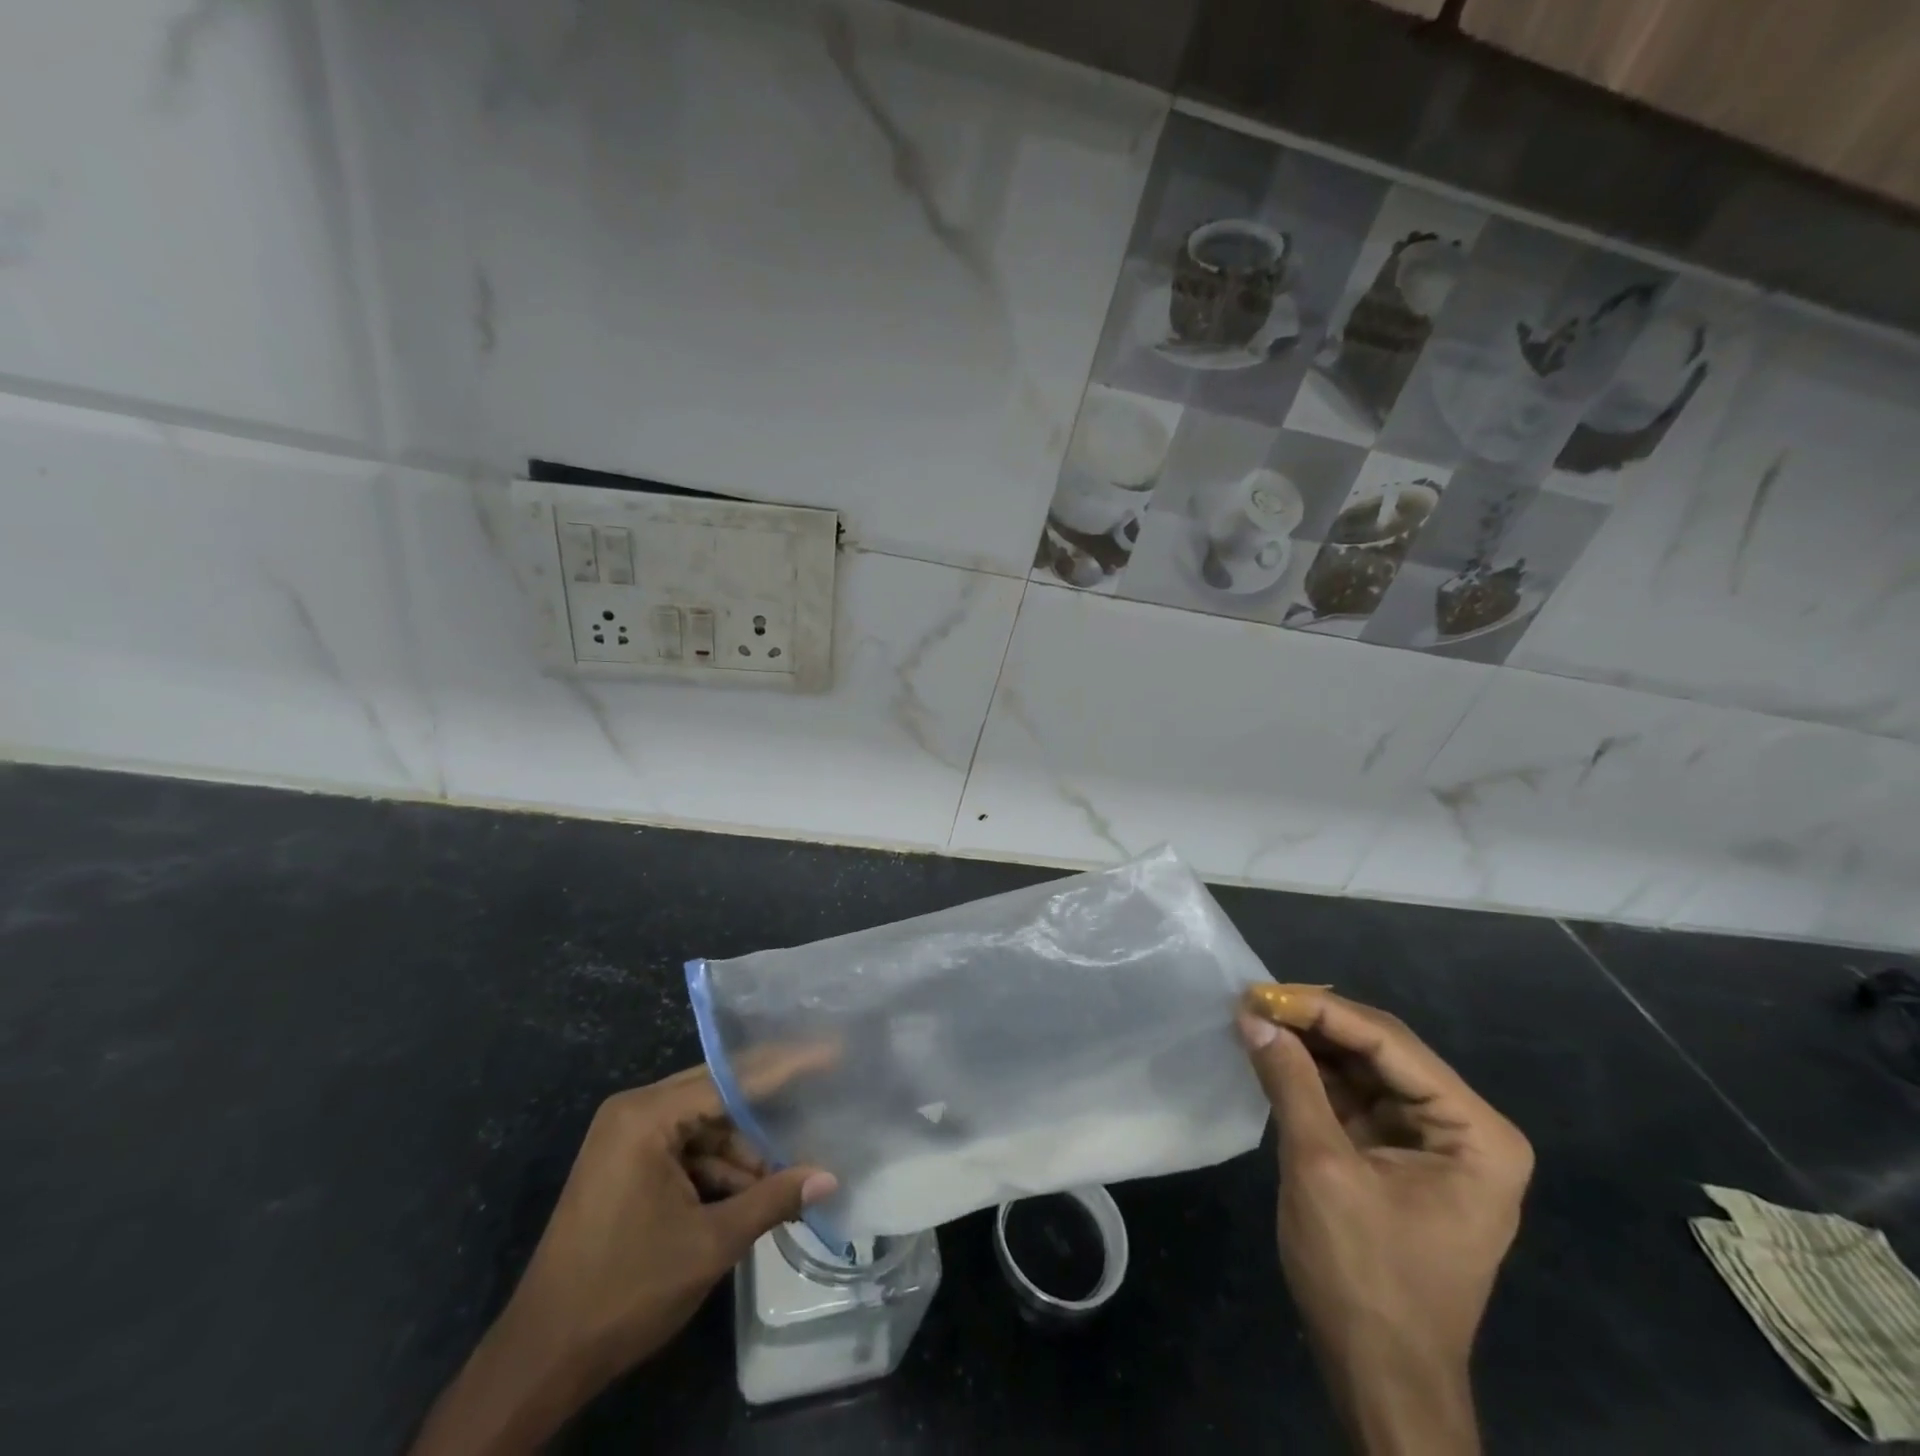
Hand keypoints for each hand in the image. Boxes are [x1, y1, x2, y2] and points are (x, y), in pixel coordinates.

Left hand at [410, 1067, 835, 1455]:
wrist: (540, 1360)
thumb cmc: (625, 1290)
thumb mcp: (709, 1244)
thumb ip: (772, 1200)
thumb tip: (829, 1179)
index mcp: (646, 1116)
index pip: (731, 1078)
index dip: (785, 1067)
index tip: (829, 1051)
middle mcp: (634, 1113)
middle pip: (717, 1097)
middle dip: (766, 1115)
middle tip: (819, 1101)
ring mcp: (626, 1140)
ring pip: (704, 1129)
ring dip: (743, 1155)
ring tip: (790, 1175)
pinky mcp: (625, 1167)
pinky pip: (685, 1151)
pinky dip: (718, 1172)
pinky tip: (753, 1194)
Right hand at [1238, 988, 1531, 1455]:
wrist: (1380, 1376)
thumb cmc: (1363, 1276)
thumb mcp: (1320, 1168)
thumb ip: (1291, 1083)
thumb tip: (1253, 1016)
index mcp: (1475, 1132)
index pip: (1390, 1044)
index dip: (1322, 1010)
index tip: (1261, 991)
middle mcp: (1464, 1128)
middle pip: (1381, 1051)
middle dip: (1315, 1024)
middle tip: (1252, 1000)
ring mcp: (1432, 1143)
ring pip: (1364, 1069)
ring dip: (1309, 1045)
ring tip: (1254, 1018)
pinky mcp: (1398, 1157)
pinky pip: (1354, 1098)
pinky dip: (1312, 1076)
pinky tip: (1273, 1053)